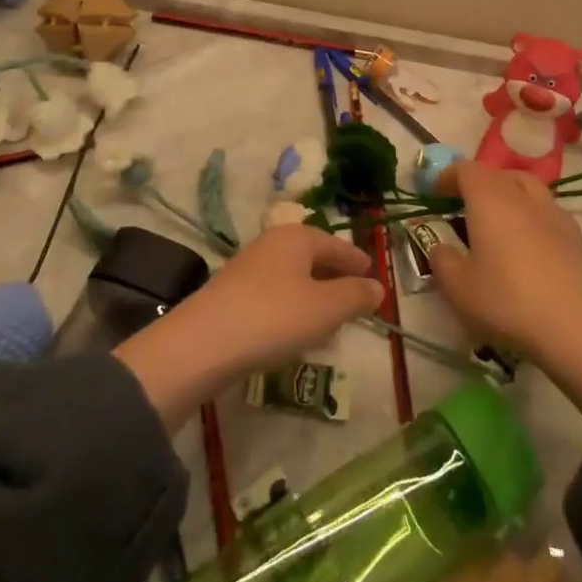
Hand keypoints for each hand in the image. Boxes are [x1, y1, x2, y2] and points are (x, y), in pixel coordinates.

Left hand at [116, 225, 382, 427]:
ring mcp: (248, 268)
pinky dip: (292, 306)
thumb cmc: (274, 317)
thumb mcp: (325, 309)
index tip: (372, 274)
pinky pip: (274, 294)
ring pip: (292, 276)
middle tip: (354, 296)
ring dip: (313, 293)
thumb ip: (355, 296)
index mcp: (297, 237)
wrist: (203, 344)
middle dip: (334, 275)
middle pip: (312, 256)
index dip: (355, 260)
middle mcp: (272, 244)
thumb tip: (377, 287)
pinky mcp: (232, 294)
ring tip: (330, 317)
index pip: (335, 244)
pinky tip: (295, 330)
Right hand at [429, 161, 581, 424]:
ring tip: (499, 216)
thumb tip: (442, 247)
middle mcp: (521, 196)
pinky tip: (529, 238)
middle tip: (464, 205)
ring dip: (508, 191)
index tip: (435, 193)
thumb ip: (442, 260)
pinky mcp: (575, 234)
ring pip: (527, 185)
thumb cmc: (506, 301)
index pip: (466, 170)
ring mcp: (553, 212)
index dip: (448, 176)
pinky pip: (547, 209)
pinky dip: (532, 212)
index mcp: (489, 200)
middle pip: (498, 173)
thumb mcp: (457, 287)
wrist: (571, 326)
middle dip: (478, 183)